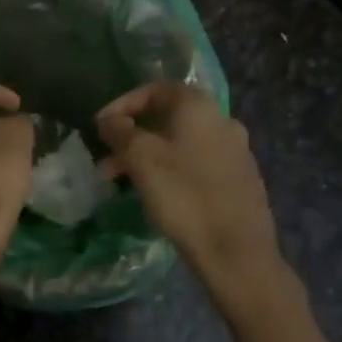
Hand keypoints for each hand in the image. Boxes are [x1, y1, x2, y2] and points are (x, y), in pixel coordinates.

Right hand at [97, 82, 283, 285]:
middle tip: (106, 160)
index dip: (122, 104)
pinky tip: (158, 193)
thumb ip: (120, 132)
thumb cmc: (184, 196)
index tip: (100, 127)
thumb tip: (109, 119)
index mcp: (199, 107)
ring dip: (148, 156)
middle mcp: (222, 120)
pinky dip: (171, 169)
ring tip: (123, 182)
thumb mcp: (141, 159)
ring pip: (181, 143)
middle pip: (167, 117)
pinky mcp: (241, 179)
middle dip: (132, 136)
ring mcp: (236, 151)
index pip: (154, 89)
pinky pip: (197, 163)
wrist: (237, 252)